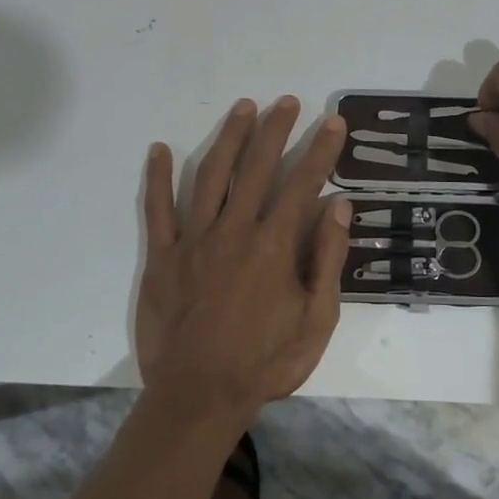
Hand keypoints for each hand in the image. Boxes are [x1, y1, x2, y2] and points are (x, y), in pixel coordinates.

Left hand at [137, 97, 350, 426]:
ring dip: (229, 138)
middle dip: (276, 130)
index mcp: (274, 246)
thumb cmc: (265, 362)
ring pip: (211, 176)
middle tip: (287, 101)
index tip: (332, 121)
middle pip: (258, 168)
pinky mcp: (162, 256)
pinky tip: (159, 149)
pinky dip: (157, 177)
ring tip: (243, 108)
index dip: (321, 150)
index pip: (303, 184)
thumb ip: (328, 261)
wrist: (198, 397)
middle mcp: (235, 231)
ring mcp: (194, 240)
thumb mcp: (316, 321)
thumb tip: (340, 207)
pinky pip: (158, 209)